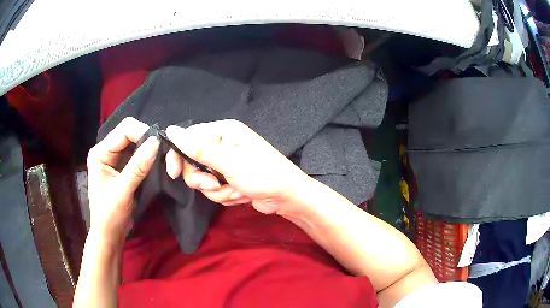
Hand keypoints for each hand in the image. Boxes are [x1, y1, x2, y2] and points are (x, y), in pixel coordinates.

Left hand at [86, 117, 159, 241]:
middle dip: (148, 140)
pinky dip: (150, 159)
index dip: (142, 133)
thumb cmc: (109, 215)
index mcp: (100, 152)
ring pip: (137, 144)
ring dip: (151, 150)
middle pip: (131, 134)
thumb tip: (157, 142)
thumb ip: (138, 167)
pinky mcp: (125, 168)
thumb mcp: (123, 191)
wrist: (110, 235)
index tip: (160, 145)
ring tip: (164, 159)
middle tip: (165, 153)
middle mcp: (108, 151)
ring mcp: (117, 159)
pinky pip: (140, 156)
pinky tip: (159, 164)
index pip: (124, 130)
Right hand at [165, 119, 311, 214]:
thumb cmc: (263, 175)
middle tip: (216, 185)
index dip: (178, 155)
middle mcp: (222, 144)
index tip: (174, 173)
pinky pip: (214, 189)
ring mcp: (225, 163)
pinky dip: (226, 195)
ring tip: (236, 191)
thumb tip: (171, 130)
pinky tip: (242, 195)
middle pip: (192, 161)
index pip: (188, 137)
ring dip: (218, 190)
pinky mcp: (229, 178)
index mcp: (223, 131)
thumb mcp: (229, 163)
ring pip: (203, 179)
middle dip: (204, 179)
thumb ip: (199, 149)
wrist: (287, 198)